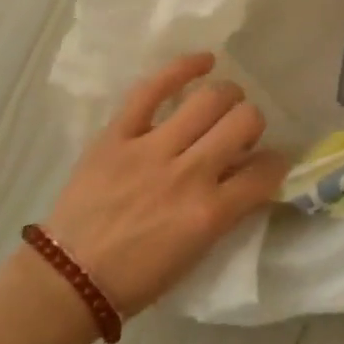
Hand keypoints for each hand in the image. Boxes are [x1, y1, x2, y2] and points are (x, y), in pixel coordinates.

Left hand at [41, 54, 288, 317]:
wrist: (67, 282)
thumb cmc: (137, 278)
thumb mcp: (197, 252)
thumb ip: (228, 210)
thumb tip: (248, 174)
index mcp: (210, 212)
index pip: (266, 170)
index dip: (276, 162)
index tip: (269, 162)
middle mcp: (189, 174)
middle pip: (244, 121)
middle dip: (253, 122)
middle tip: (241, 131)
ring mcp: (151, 150)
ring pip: (209, 99)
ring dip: (227, 96)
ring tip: (224, 101)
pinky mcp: (118, 135)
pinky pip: (153, 89)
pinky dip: (183, 68)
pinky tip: (204, 61)